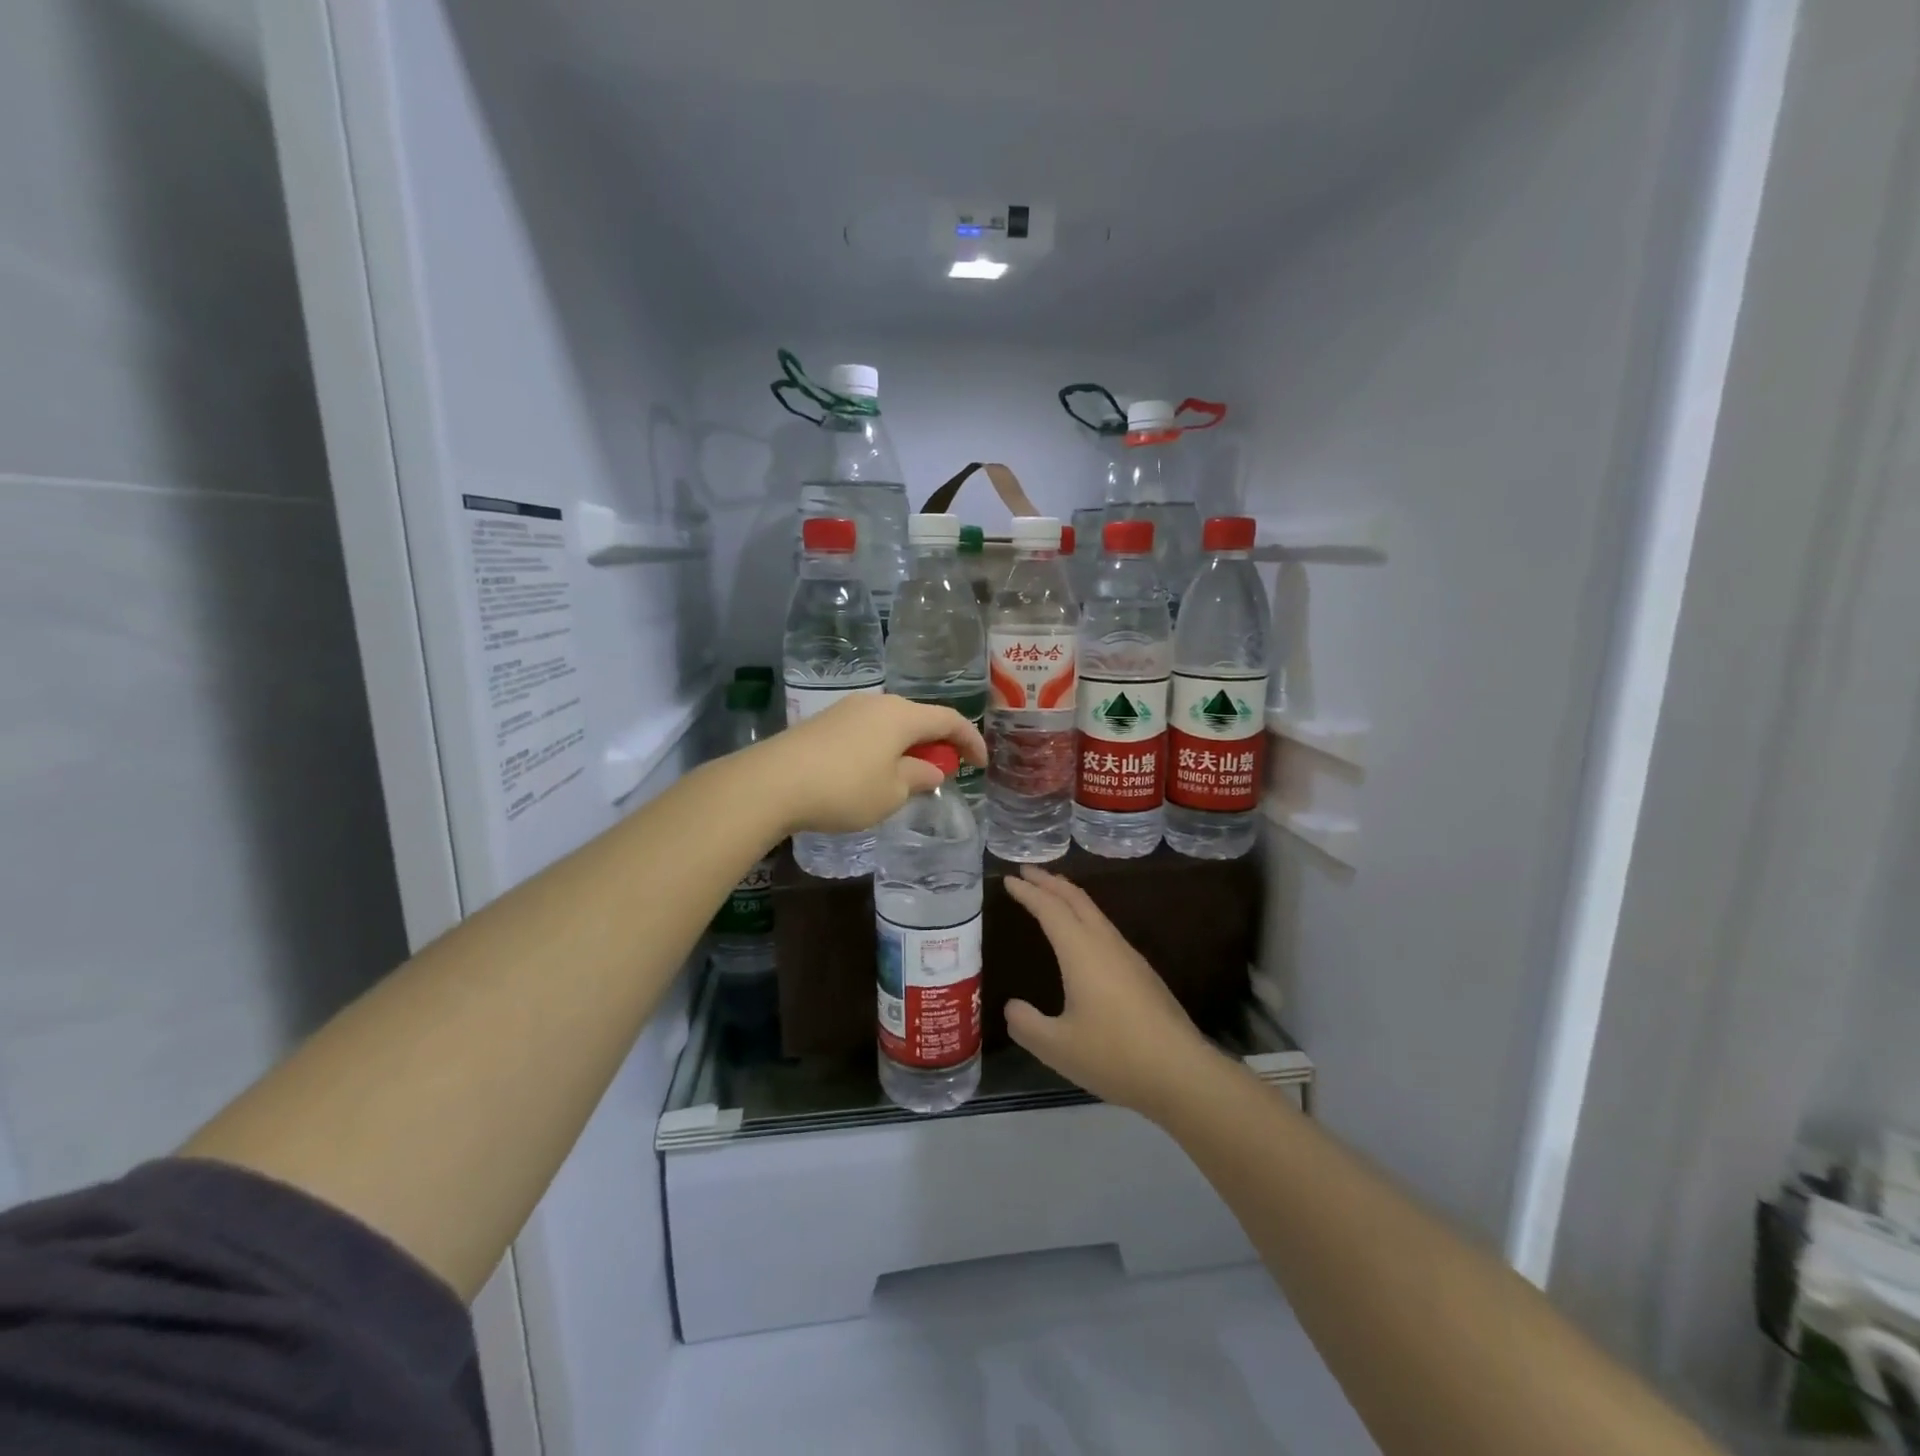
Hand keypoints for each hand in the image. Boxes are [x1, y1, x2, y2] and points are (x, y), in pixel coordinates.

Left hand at [752, 693, 986, 835]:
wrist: (772, 782)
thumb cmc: (844, 788)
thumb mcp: (892, 793)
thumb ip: (918, 777)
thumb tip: (930, 769)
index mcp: (902, 715)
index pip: (950, 720)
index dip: (971, 740)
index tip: (981, 764)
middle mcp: (877, 703)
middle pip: (919, 718)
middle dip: (937, 743)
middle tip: (943, 771)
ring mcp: (847, 709)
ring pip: (891, 724)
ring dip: (907, 747)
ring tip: (907, 776)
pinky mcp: (824, 722)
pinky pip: (867, 731)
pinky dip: (882, 748)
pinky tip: (872, 773)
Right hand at [1002, 866, 1222, 1118]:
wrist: (1182, 1074)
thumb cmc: (1115, 1055)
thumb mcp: (1057, 1047)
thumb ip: (1027, 1025)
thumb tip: (1012, 1007)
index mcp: (1081, 952)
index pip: (1050, 909)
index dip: (1028, 892)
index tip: (1009, 878)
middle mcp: (1106, 944)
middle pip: (1076, 899)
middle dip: (1050, 882)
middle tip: (1027, 871)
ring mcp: (1129, 957)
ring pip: (1095, 913)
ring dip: (1070, 898)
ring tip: (1052, 895)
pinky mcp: (1143, 974)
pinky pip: (1106, 930)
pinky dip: (1086, 918)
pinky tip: (1084, 937)